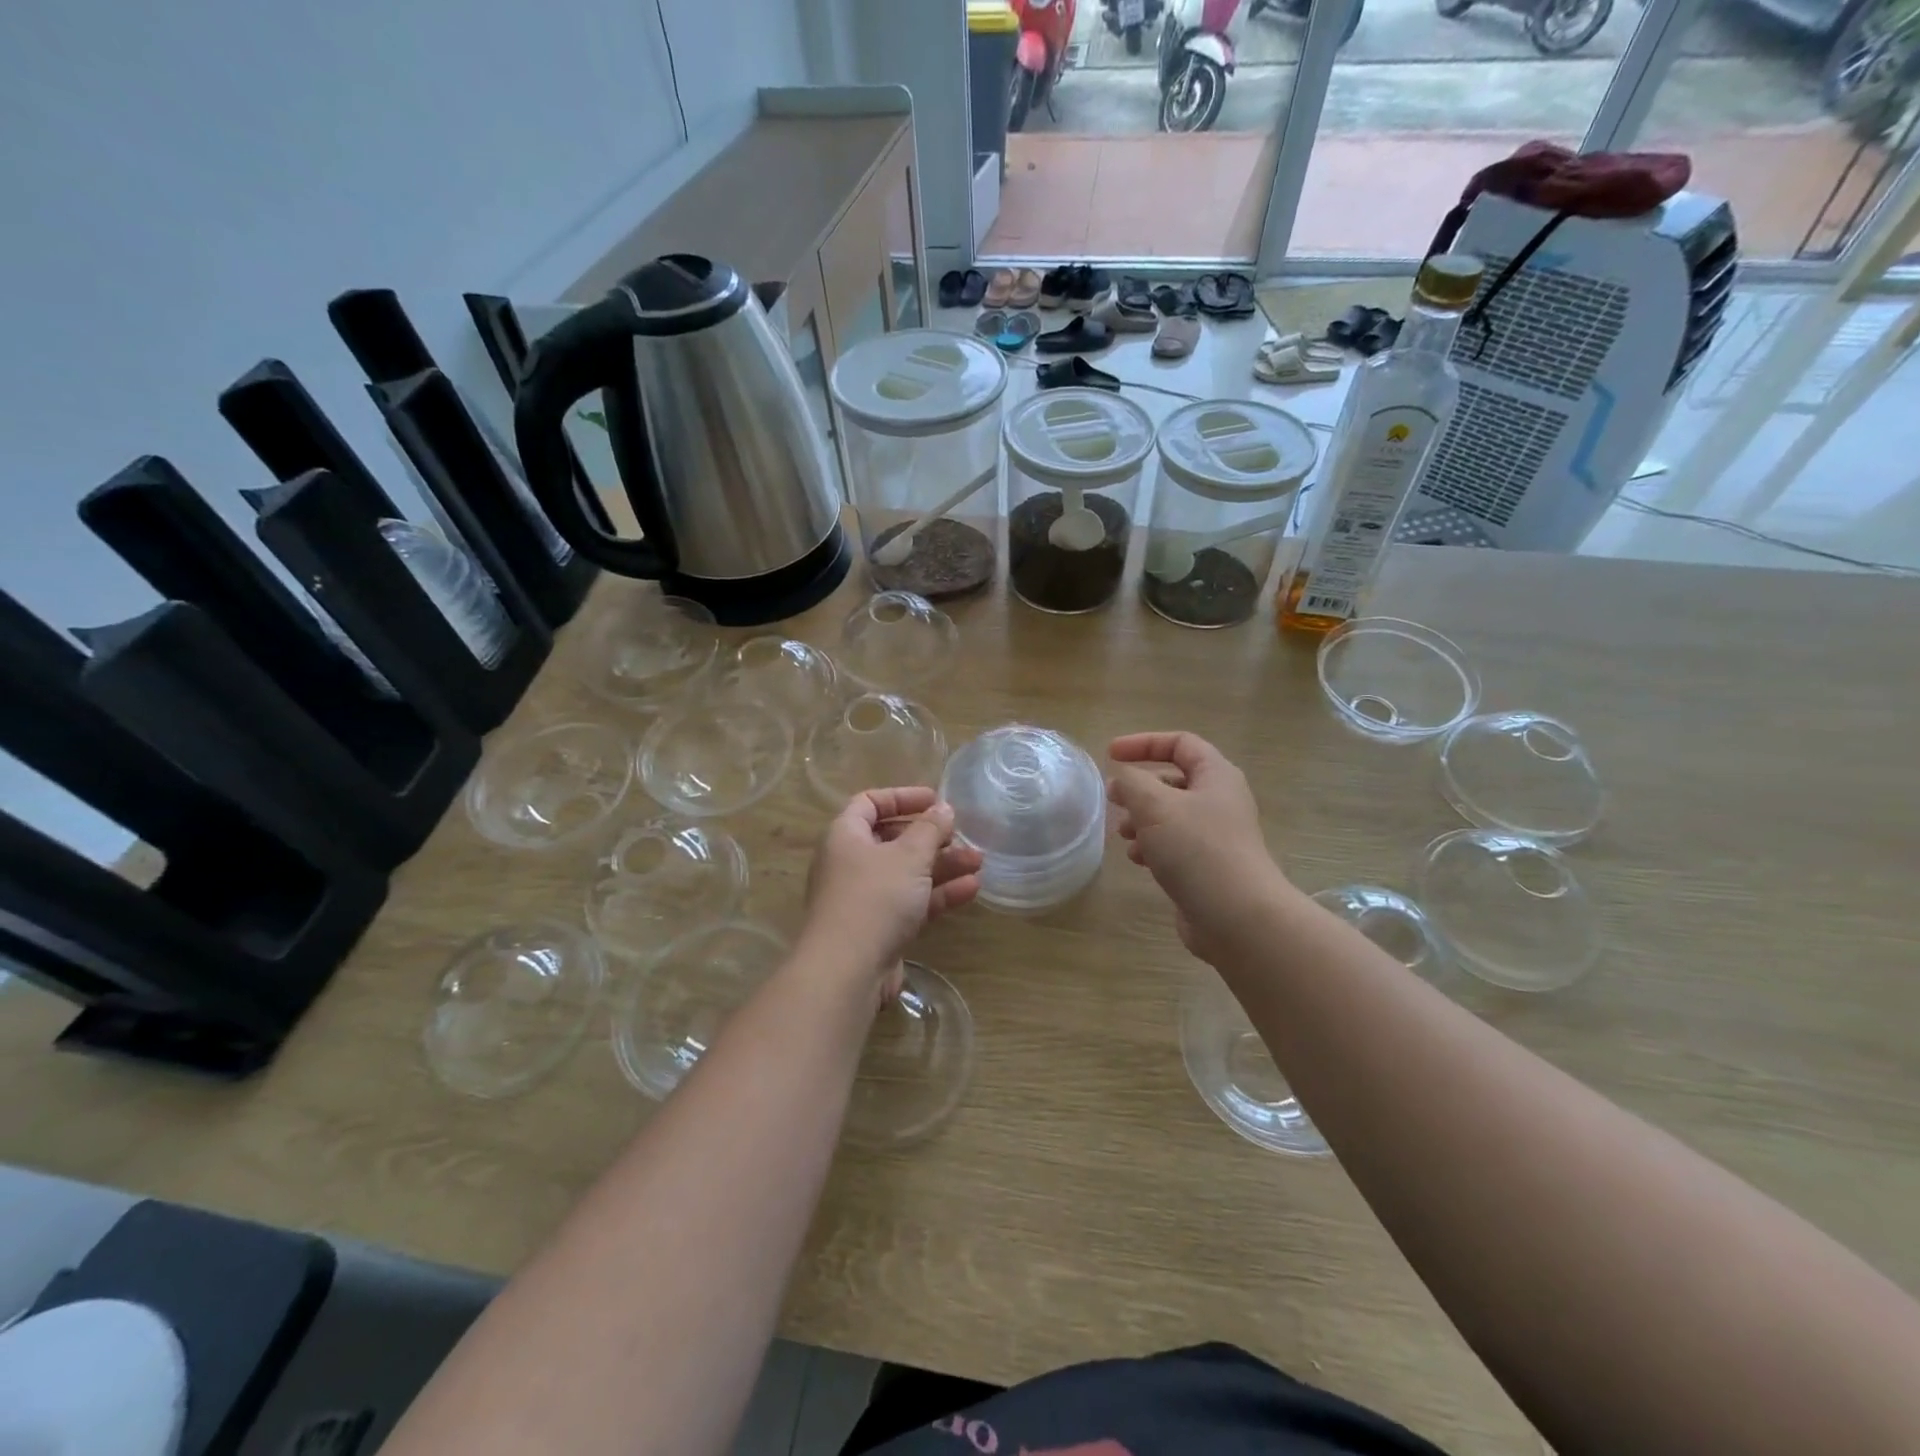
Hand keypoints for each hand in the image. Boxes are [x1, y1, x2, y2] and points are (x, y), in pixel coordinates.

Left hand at [801, 787, 982, 999]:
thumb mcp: (909, 856)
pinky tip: (971, 889)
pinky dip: (938, 894)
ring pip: (907, 873)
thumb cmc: (875, 898)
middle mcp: (850, 863)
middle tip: (963, 836)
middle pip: (893, 839)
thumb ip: (930, 829)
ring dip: (942, 865)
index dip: (902, 797)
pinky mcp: (879, 928)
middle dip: (931, 837)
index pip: (869, 803)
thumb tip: (943, 808)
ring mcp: (864, 898)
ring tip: (979, 862)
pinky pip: (911, 901)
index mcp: (845, 836)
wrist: (848, 971)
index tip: (936, 800)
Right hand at [1107, 732, 1293, 961]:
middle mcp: (1220, 801)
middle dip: (1139, 788)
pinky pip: (1175, 845)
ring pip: (1171, 816)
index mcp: (1216, 776)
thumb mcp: (1155, 806)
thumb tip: (1121, 780)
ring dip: (1142, 820)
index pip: (1180, 743)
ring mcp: (1217, 836)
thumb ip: (1132, 784)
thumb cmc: (1197, 849)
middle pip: (1174, 780)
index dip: (1144, 743)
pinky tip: (1138, 860)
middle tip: (1113, 800)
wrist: (1237, 917)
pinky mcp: (1209, 866)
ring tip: (1123, 835)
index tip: (1110, 754)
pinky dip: (1153, 846)